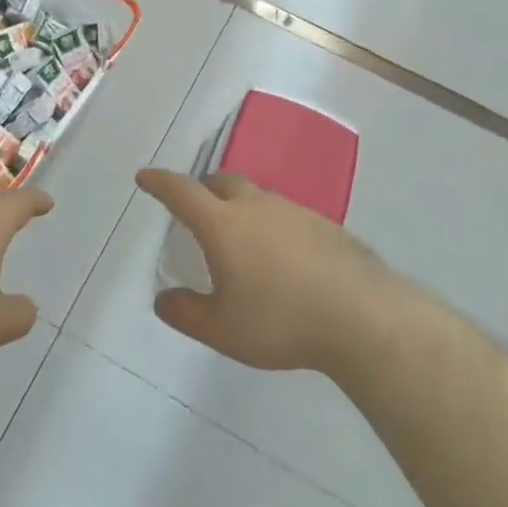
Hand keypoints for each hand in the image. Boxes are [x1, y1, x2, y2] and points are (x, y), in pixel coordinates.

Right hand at [137, 169, 391, 374]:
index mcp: (222, 223)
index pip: (181, 191)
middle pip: (220, 182)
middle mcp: (255, 205)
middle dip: (201, 188)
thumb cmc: (280, 320)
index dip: (160, 183)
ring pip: (255, 196)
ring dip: (238, 205)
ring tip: (237, 236)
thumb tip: (163, 299)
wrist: (362, 317)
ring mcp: (293, 211)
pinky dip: (269, 224)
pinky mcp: (324, 225)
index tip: (145, 177)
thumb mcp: (221, 329)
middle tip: (193, 207)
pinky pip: (284, 214)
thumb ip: (185, 313)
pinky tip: (280, 256)